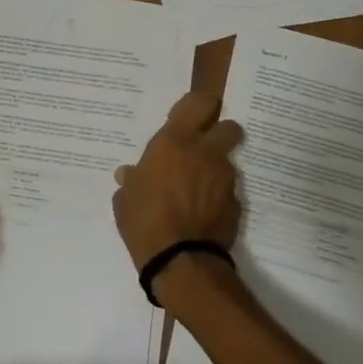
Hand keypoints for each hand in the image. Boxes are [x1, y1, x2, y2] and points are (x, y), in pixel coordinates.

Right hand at [113, 89, 243, 271]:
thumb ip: (132, 180)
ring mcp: (225, 179)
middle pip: (230, 127)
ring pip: (228, 162)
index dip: (200, 105)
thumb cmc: (144, 219)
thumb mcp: (126, 197)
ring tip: (197, 191)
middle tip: (203, 149)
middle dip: (221, 134)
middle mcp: (205, 153)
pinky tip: (203, 214)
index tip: (192, 115)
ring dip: (216, 170)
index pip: (200, 103)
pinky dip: (219, 198)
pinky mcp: (236, 205)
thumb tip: (129, 176)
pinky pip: (229, 192)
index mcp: (175, 141)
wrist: (180, 260)